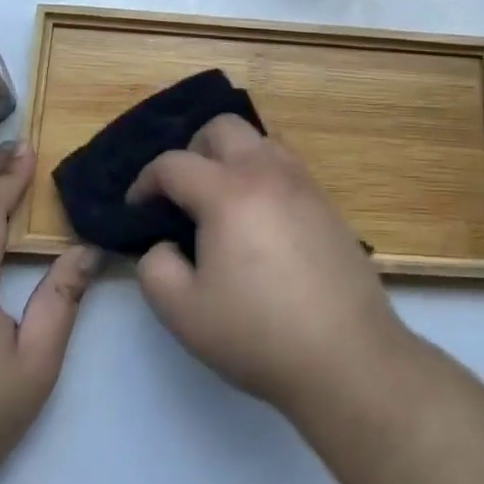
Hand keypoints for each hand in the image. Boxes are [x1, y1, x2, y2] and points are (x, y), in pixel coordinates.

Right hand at [128, 115, 406, 413]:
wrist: (347, 355)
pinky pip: (287, 166)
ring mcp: (304, 183)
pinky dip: (263, 175)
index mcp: (228, 191)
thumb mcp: (183, 312)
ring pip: (260, 140)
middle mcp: (268, 172)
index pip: (173, 163)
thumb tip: (164, 244)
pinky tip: (260, 220)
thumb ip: (155, 268)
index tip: (137, 209)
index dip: (145, 182)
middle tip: (182, 194)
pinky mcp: (328, 202)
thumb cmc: (258, 334)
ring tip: (223, 202)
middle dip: (192, 151)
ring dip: (232, 158)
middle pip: (222, 127)